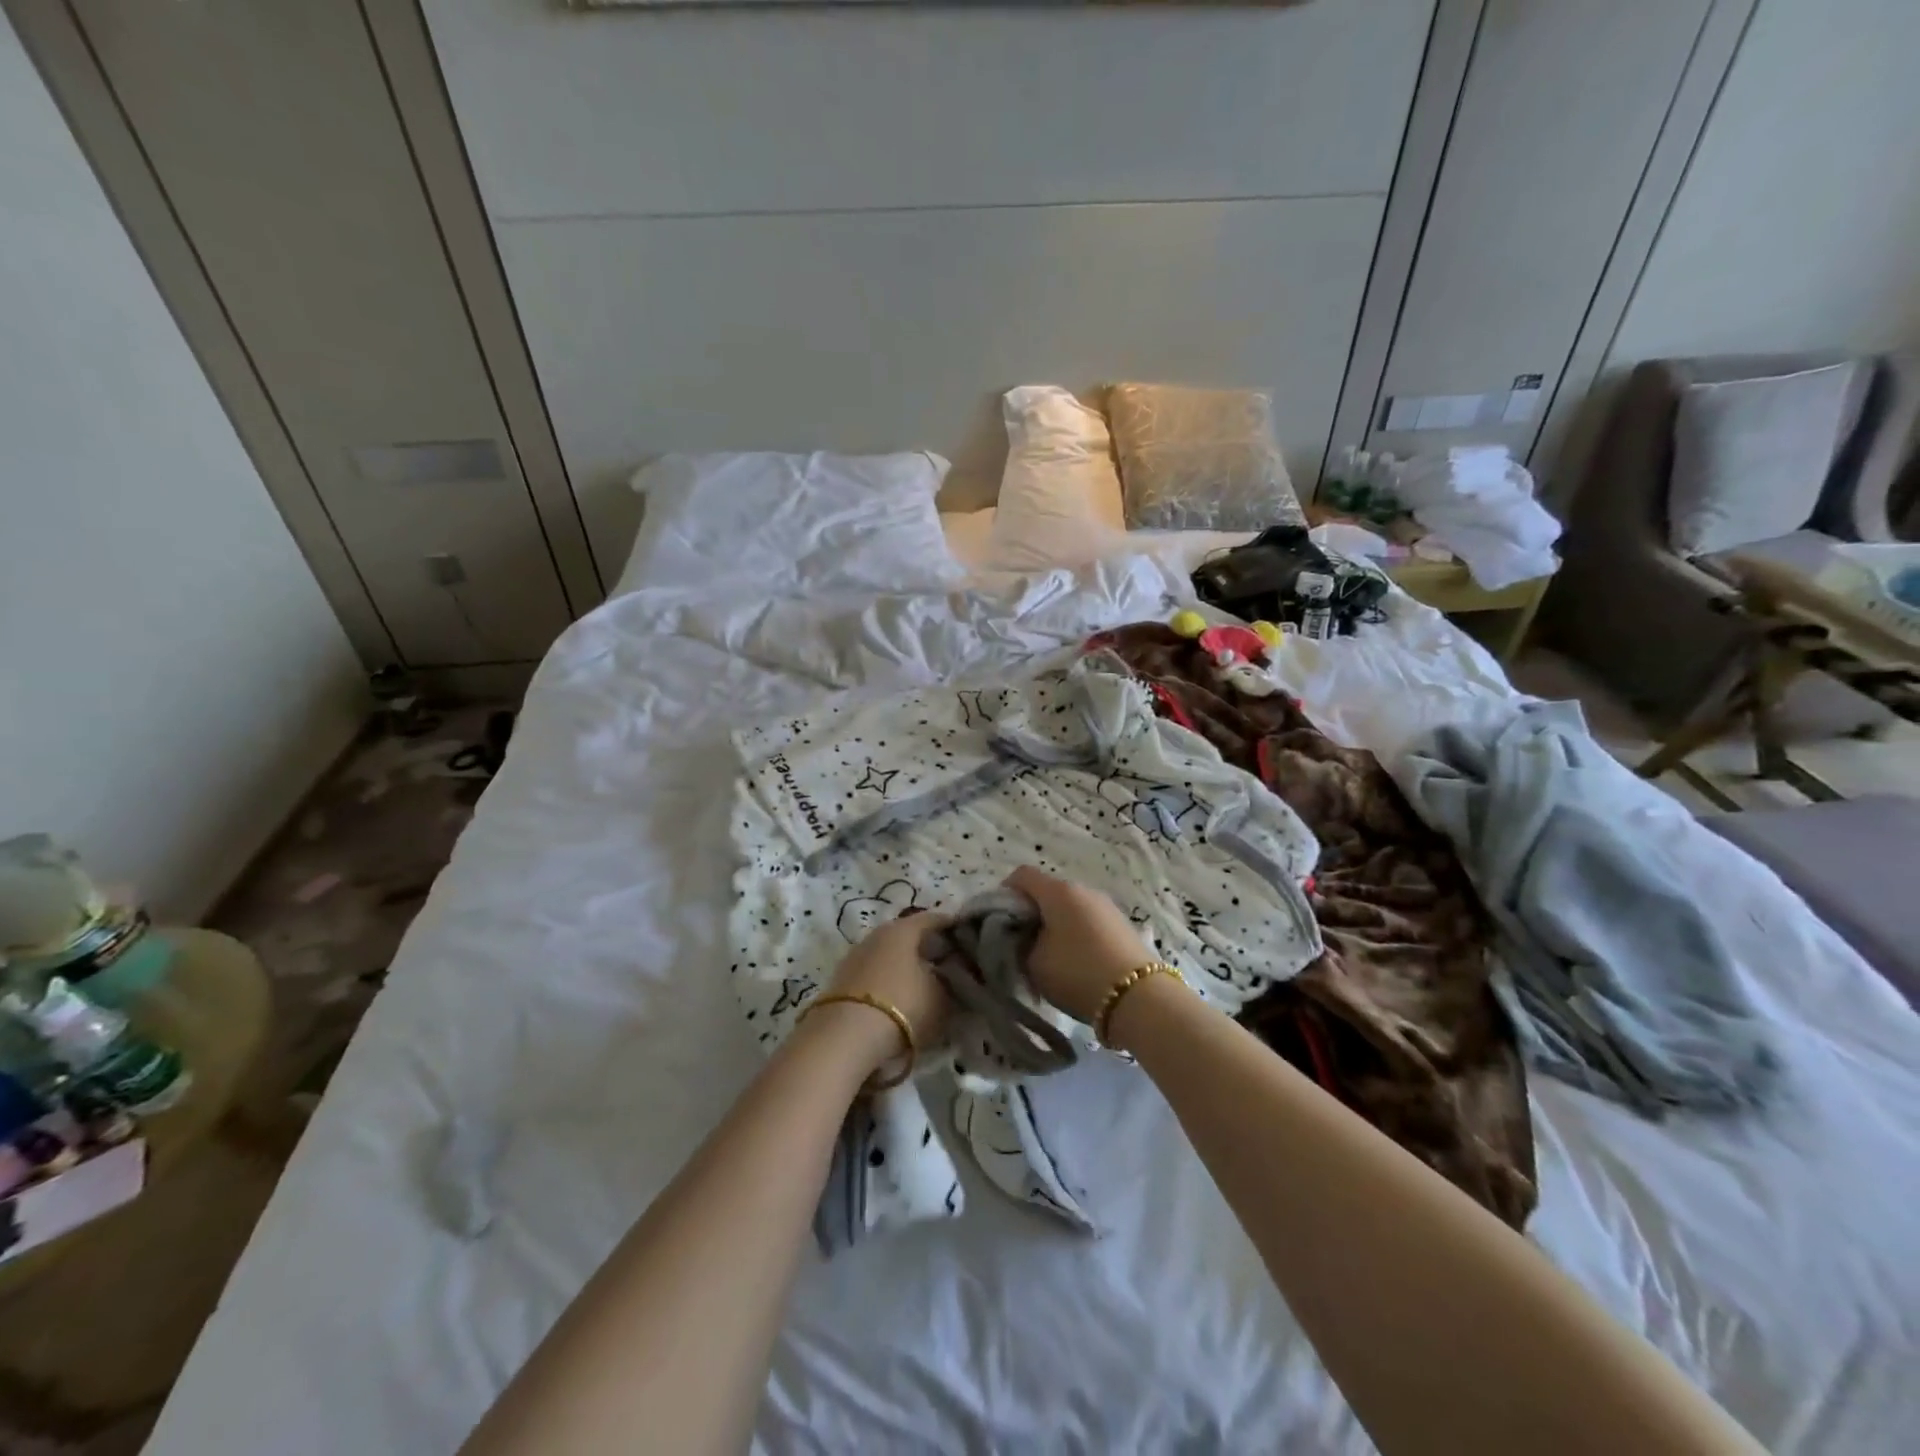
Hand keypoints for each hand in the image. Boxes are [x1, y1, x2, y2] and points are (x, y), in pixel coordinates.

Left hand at [817, 910, 952, 1073]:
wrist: (845, 1037)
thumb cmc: (903, 1006)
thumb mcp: (940, 998)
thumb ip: (950, 983)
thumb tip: (951, 978)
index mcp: (902, 929)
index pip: (933, 919)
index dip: (951, 926)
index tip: (966, 935)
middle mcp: (876, 934)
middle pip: (907, 935)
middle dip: (927, 947)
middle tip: (948, 961)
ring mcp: (855, 956)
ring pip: (888, 954)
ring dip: (905, 965)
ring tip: (923, 983)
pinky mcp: (841, 980)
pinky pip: (873, 973)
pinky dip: (887, 980)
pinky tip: (898, 996)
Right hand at [1004, 866, 1156, 1024]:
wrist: (1139, 998)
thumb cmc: (1077, 973)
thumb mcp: (1033, 963)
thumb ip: (1017, 944)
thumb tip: (1020, 937)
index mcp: (1058, 891)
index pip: (1021, 875)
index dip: (1003, 895)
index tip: (997, 923)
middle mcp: (1083, 889)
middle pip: (1046, 892)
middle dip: (1029, 914)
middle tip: (1020, 945)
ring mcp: (1106, 905)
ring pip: (1068, 907)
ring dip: (1054, 925)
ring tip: (1049, 959)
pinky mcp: (1122, 925)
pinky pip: (1088, 921)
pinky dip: (1075, 934)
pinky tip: (1076, 963)